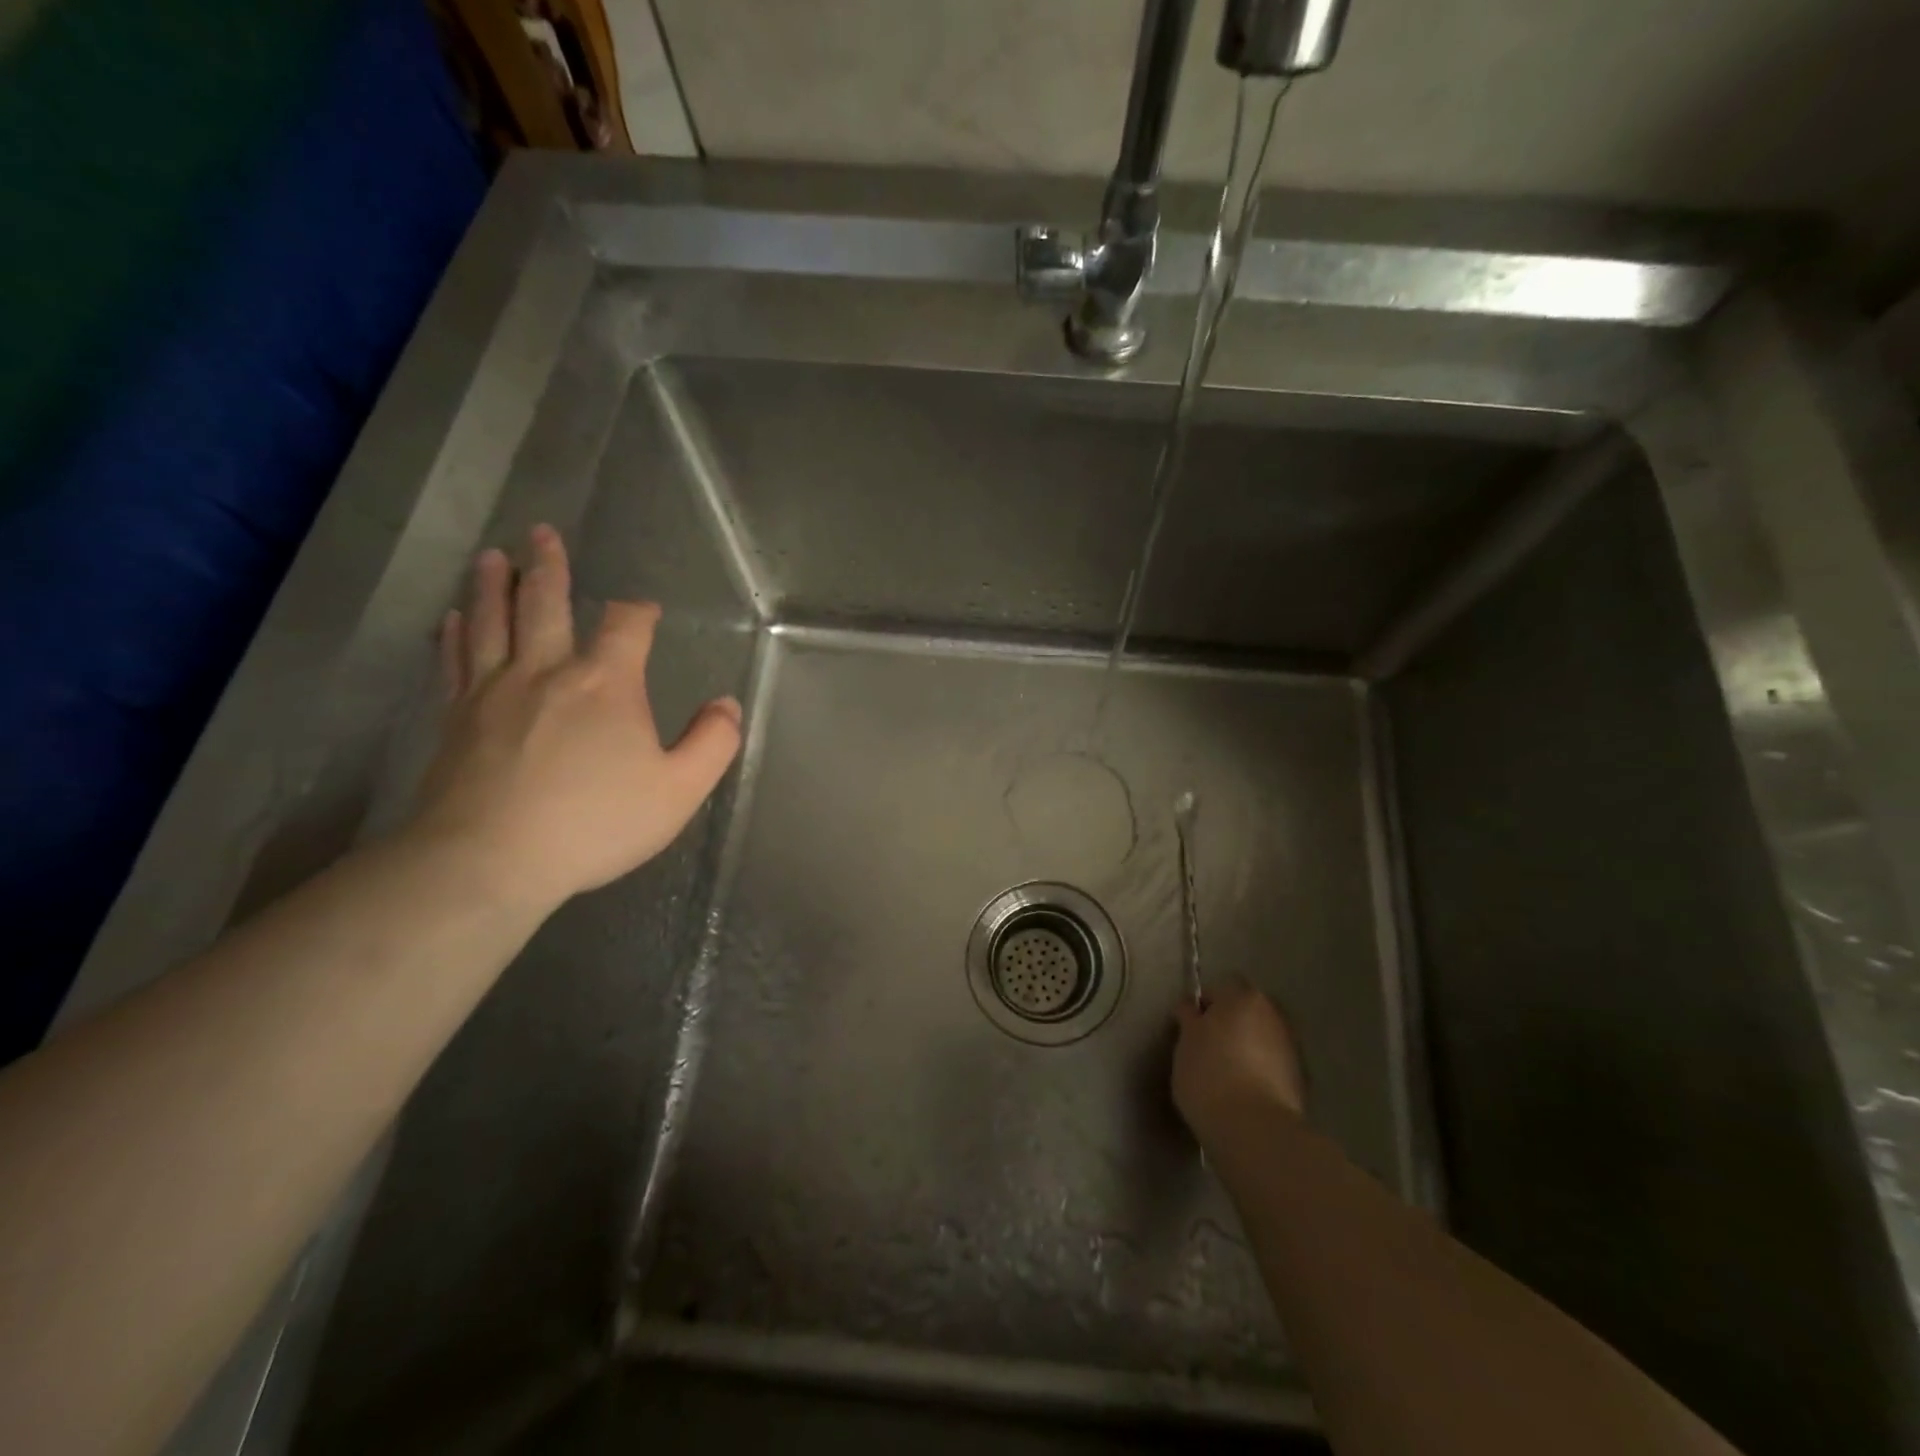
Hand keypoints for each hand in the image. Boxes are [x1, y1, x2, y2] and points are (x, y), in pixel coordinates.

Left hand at [408, 525, 741, 910]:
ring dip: (493, 585)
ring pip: (491, 621)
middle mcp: (546, 671)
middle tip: (540, 531)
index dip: (638, 612)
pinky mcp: (456, 719)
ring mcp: (492, 691)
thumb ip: (712, 743)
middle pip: (544, 603)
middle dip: (547, 566)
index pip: (625, 626)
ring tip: (491, 556)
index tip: (644, 611)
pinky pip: (455, 661)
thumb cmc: (594, 823)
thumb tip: (727, 704)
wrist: (489, 859)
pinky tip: (452, 619)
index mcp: (606, 683)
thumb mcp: (679, 790)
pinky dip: (455, 634)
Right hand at [1172, 980, 1307, 1146]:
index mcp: (1243, 997)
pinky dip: (1260, 1072)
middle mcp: (1273, 1014)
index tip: (1190, 1028)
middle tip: (1207, 1049)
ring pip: (1261, 1039)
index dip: (1203, 1006)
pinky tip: (1243, 1093)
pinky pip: (1272, 1066)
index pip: (1219, 988)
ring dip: (1246, 1049)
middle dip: (1229, 1025)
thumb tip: (1191, 1008)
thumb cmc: (1209, 1074)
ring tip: (1225, 1075)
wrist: (1254, 1130)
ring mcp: (1291, 1047)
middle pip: (1245, 1012)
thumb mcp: (1185, 1042)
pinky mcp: (1300, 1081)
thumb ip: (1190, 1019)